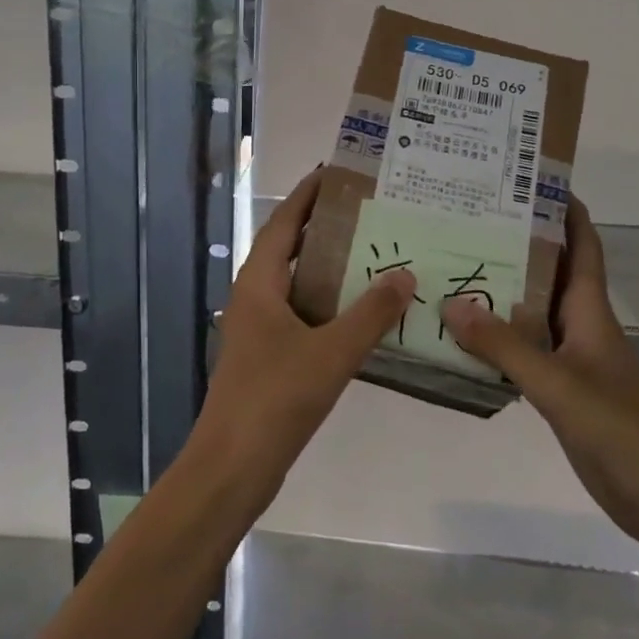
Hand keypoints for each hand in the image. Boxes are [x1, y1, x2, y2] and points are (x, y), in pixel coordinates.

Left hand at [193, 169, 415, 511]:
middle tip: (370, 211)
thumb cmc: (275, 399)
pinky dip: (330, 304)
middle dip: (325, 227)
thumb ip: (371, 313)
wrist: (232, 467)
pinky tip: (363, 312)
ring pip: (299, 284)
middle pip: (291, 248)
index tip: (337, 172)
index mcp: (259, 283)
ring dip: (331, 267)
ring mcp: (260, 328)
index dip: (308, 195)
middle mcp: (255, 296)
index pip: (284, 222)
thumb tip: (406, 274)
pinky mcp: (269, 356)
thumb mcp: (332, 352)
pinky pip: (303, 314)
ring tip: (375, 252)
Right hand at [441, 197, 638, 544]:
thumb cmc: (617, 427)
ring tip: (458, 268)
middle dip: (520, 245)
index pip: (583, 246)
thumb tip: (450, 303)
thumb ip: (503, 346)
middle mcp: (582, 326)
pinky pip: (527, 351)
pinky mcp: (564, 390)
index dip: (567, 211)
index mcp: (591, 311)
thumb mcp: (556, 382)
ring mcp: (574, 359)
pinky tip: (467, 337)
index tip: (533, 181)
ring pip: (535, 313)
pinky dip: (500, 339)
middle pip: (552, 273)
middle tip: (471, 222)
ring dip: (504, 292)